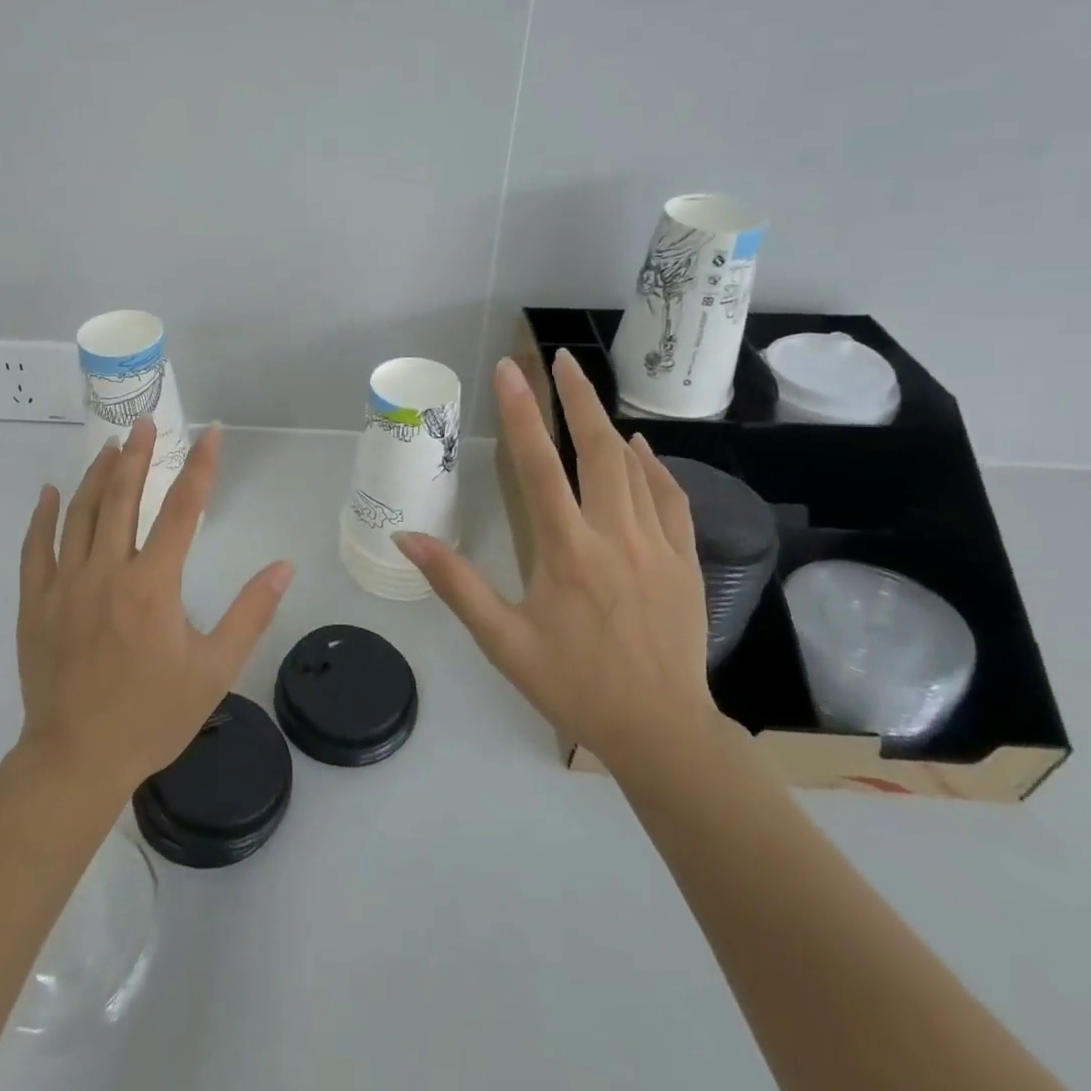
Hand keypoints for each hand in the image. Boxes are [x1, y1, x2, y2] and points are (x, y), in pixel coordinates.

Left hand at [16, 417, 294, 795]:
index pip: (182, 510)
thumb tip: (283, 567)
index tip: (212, 433)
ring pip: (79, 514)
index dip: (201, 467)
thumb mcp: (214, 669)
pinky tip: (49, 492)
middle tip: (145, 422)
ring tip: (109, 447)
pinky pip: (35, 548)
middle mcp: (107, 572)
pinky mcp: (35, 603)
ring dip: (95, 475)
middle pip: (122, 498)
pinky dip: (42, 516)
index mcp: (152, 585)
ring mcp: (65, 585)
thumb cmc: (152, 715)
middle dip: (137, 455)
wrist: (77, 760)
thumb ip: (250, 614)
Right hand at [396, 351, 716, 777]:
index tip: (510, 370)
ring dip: (608, 424)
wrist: (662, 731)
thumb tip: (406, 537)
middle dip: (576, 399)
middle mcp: (614, 536)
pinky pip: (671, 499)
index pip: (538, 467)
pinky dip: (655, 468)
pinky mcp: (684, 561)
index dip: (521, 413)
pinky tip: (643, 451)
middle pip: (597, 450)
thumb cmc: (573, 684)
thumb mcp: (502, 641)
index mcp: (566, 552)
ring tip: (587, 391)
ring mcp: (656, 546)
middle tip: (559, 360)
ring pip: (634, 469)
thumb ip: (455, 583)